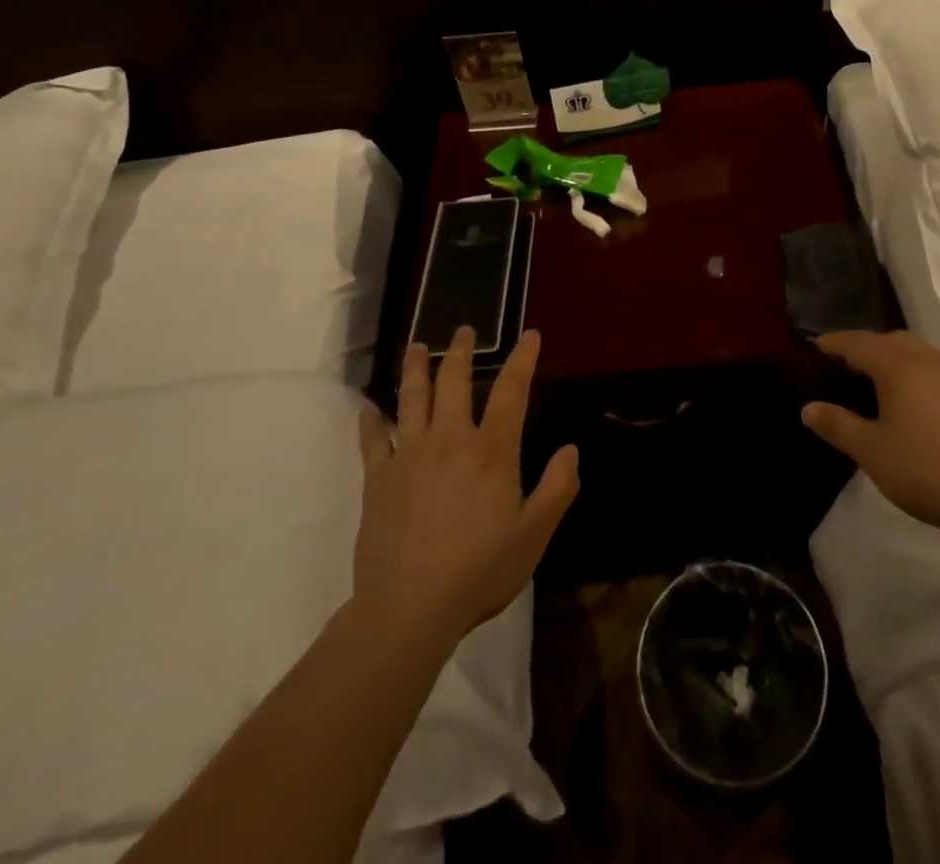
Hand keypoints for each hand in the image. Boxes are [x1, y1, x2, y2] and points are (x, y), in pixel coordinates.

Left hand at [354, 327, 578, 643]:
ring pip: (411, 399)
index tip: (529, 335)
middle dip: (461, 352)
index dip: (522, 359)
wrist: (409, 609)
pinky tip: (368, 408)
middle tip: (464, 331)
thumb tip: (570, 450)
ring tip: (416, 347)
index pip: (511, 391)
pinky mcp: (377, 479)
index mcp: (491, 451)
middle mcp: (450, 440)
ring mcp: (409, 456)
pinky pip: (372, 440)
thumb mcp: (534, 535)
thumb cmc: (479, 571)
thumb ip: (557, 488)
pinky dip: (370, 420)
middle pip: (454, 382)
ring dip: (415, 369)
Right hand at [803, 330, 939, 545]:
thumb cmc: (927, 471)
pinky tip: (921, 407)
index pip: (858, 343)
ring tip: (883, 386)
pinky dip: (922, 376)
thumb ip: (837, 426)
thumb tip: (808, 408)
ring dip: (897, 359)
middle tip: (848, 367)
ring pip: (920, 353)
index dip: (835, 342)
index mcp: (899, 367)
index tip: (817, 346)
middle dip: (868, 347)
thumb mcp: (872, 452)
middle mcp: (929, 361)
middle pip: (892, 340)